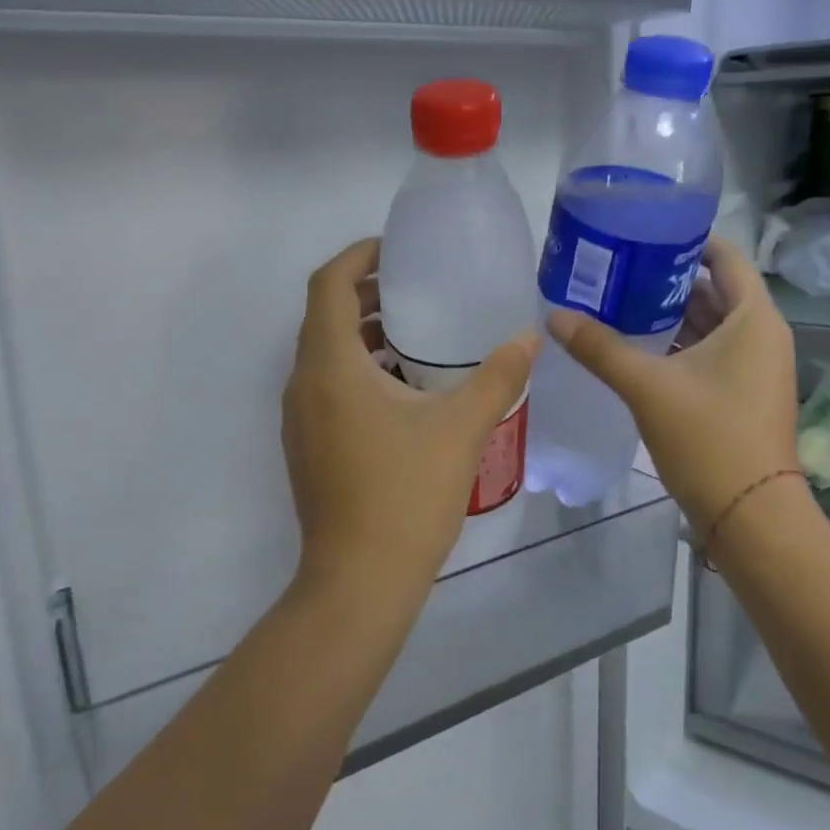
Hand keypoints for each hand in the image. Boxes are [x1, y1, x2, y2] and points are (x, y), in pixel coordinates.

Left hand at [282, 239, 537, 610]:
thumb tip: (530, 336)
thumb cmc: (405, 494)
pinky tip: (402, 388)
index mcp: (330, 366)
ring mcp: (299, 419)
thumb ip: (498, 376)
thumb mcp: (461, 428)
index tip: (395, 249)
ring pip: (324, 354)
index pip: (328, 285)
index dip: (357, 256)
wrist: (359, 580)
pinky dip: (357, 369)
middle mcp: (303, 384)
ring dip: (362, 334)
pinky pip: (326, 387)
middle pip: (324, 316)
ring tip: (414, 331)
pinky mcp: (306, 446)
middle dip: (365, 293)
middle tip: (415, 285)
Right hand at [550, 238, 799, 535]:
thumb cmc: (709, 438)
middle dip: (667, 280)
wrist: (750, 515)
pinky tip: (634, 348)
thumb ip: (600, 348)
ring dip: (668, 316)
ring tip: (616, 302)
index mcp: (754, 320)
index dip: (687, 241)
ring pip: (709, 326)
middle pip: (714, 291)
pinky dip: (676, 346)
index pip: (726, 258)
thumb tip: (553, 317)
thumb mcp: (648, 387)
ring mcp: (754, 369)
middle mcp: (761, 337)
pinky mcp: (741, 396)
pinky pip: (708, 355)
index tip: (643, 232)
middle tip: (616, 269)